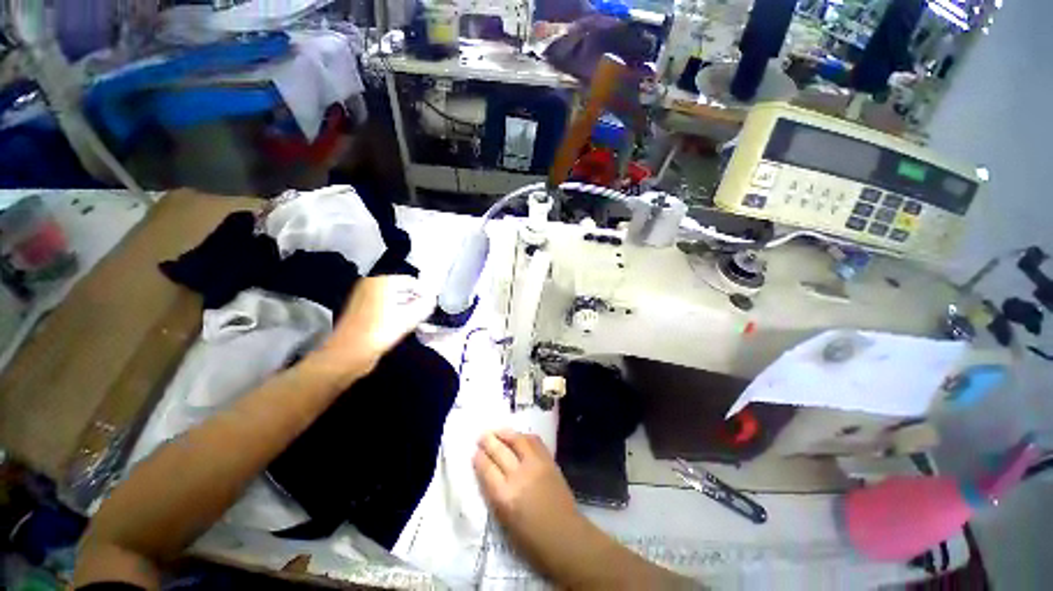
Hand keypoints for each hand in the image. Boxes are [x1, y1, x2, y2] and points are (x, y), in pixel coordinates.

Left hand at [314, 276, 435, 377]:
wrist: (349, 354)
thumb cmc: (380, 332)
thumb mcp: (410, 317)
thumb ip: (425, 305)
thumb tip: (432, 299)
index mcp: (381, 282)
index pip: (411, 281)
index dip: (425, 292)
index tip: (434, 304)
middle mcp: (371, 285)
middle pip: (402, 289)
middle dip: (416, 300)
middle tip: (428, 312)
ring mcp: (364, 298)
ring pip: (394, 299)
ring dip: (407, 307)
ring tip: (418, 320)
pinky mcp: (361, 311)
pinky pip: (385, 307)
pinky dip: (396, 313)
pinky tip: (403, 325)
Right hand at [474, 430, 584, 570]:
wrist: (565, 537)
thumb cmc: (531, 539)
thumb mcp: (504, 520)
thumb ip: (495, 494)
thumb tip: (488, 473)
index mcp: (505, 497)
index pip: (487, 469)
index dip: (479, 458)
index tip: (475, 452)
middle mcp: (519, 476)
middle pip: (500, 451)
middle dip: (488, 441)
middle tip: (482, 436)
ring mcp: (536, 465)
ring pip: (517, 440)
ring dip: (505, 433)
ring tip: (497, 431)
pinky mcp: (549, 461)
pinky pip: (534, 441)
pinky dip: (524, 436)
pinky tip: (518, 436)